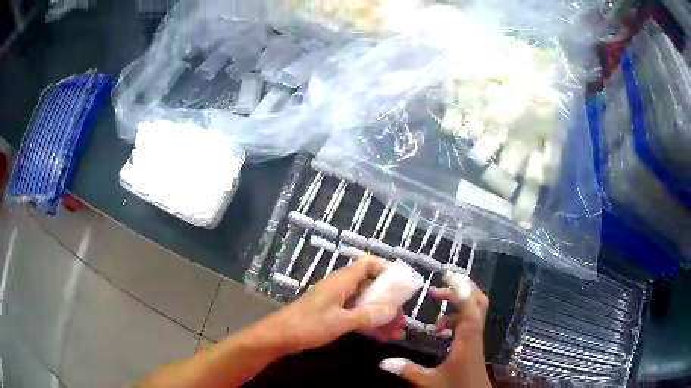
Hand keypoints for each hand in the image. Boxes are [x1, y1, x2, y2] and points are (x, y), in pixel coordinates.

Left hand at [251, 256, 405, 355]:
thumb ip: (367, 315)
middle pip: (370, 286)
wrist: (278, 337)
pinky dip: (370, 324)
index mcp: (342, 281)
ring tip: (398, 331)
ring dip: (381, 316)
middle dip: (389, 300)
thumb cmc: (308, 325)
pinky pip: (357, 315)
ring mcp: (337, 302)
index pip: (367, 264)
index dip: (386, 269)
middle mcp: (341, 288)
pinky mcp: (333, 315)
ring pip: (365, 303)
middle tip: (403, 316)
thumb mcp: (340, 321)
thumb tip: (393, 310)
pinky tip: (383, 337)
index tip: (402, 283)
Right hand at [379, 281, 491, 387]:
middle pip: (478, 301)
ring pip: (474, 311)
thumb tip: (383, 361)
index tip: (447, 276)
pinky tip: (439, 331)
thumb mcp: (430, 382)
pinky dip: (455, 320)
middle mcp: (474, 334)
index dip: (461, 288)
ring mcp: (475, 338)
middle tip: (439, 290)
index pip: (470, 305)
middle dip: (461, 290)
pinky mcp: (473, 344)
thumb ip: (408, 370)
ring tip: (434, 317)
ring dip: (456, 307)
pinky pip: (468, 323)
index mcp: (467, 338)